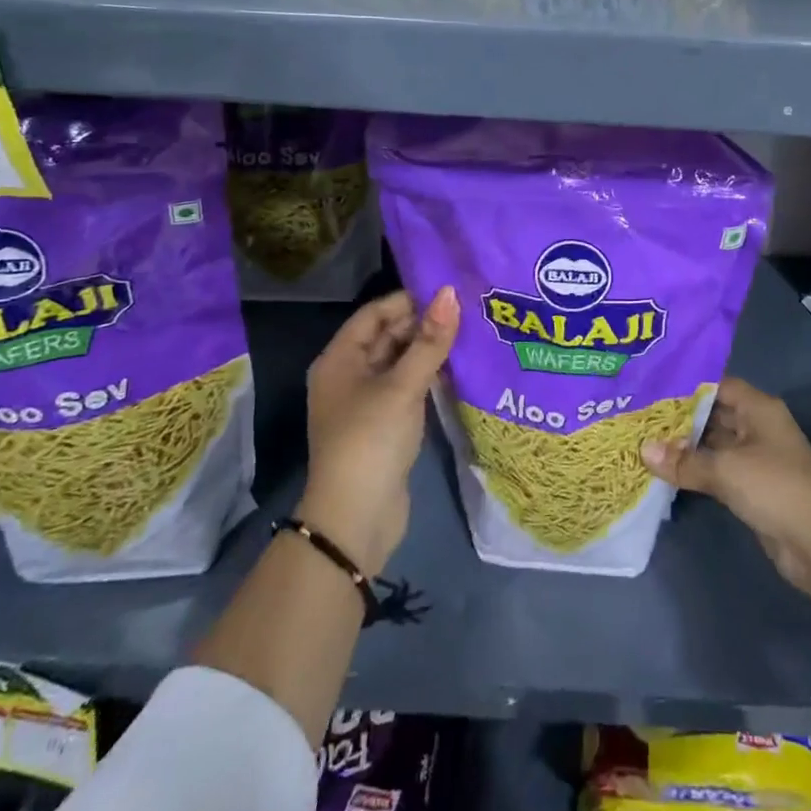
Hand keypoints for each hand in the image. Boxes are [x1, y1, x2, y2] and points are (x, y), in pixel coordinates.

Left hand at [299, 286, 458, 574]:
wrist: (356, 519)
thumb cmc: (371, 440)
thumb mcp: (402, 386)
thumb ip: (430, 341)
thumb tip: (451, 293)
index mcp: (340, 359)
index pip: (376, 313)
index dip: (410, 300)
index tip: (450, 291)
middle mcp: (350, 374)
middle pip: (388, 336)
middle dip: (424, 323)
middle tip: (468, 310)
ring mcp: (367, 400)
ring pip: (401, 361)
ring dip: (430, 349)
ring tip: (471, 332)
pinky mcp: (385, 423)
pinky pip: (408, 386)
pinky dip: (430, 375)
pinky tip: (460, 367)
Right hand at [643, 378, 810, 602]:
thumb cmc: (775, 488)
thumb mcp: (726, 469)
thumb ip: (685, 461)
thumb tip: (644, 451)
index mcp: (759, 409)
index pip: (718, 385)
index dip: (687, 386)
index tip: (652, 387)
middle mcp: (758, 427)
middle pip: (714, 413)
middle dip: (681, 417)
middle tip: (641, 415)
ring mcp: (756, 458)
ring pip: (714, 444)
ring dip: (686, 446)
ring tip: (645, 440)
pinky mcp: (752, 487)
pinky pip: (718, 470)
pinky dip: (696, 470)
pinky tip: (667, 470)